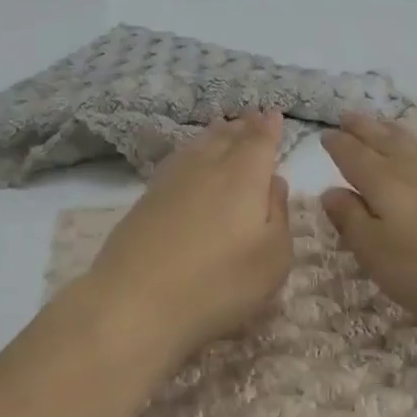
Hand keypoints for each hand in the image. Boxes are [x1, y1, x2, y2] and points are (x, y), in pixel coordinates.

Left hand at [81, 111, 293, 368]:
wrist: (137, 301)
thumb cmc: (219, 284)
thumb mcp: (273, 258)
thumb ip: (279, 214)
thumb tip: (274, 182)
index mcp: (244, 176)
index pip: (259, 141)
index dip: (268, 127)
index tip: (273, 114)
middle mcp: (207, 167)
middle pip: (227, 137)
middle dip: (242, 127)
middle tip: (250, 117)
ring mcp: (171, 180)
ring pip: (198, 146)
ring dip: (214, 135)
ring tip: (222, 129)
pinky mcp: (145, 199)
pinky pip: (177, 161)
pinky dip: (190, 152)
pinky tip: (189, 159)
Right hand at [321, 114, 416, 333]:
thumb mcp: (376, 254)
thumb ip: (351, 221)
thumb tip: (330, 191)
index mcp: (382, 184)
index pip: (352, 157)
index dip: (337, 146)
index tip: (326, 136)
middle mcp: (412, 167)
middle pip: (382, 141)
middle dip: (362, 128)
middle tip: (348, 116)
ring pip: (413, 141)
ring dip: (392, 130)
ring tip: (382, 124)